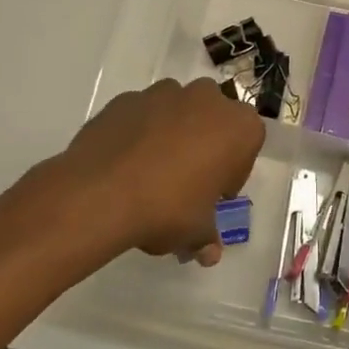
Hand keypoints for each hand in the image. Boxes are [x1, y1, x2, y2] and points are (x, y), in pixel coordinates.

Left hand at [57, 78, 264, 266]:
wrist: (101, 193)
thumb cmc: (167, 208)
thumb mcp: (195, 232)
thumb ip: (206, 237)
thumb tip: (209, 254)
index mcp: (238, 127)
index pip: (247, 144)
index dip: (232, 171)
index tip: (215, 195)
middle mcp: (206, 99)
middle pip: (214, 119)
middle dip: (205, 143)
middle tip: (188, 180)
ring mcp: (163, 93)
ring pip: (177, 110)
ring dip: (173, 133)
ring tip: (152, 171)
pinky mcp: (127, 98)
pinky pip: (142, 115)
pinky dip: (140, 131)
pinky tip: (126, 163)